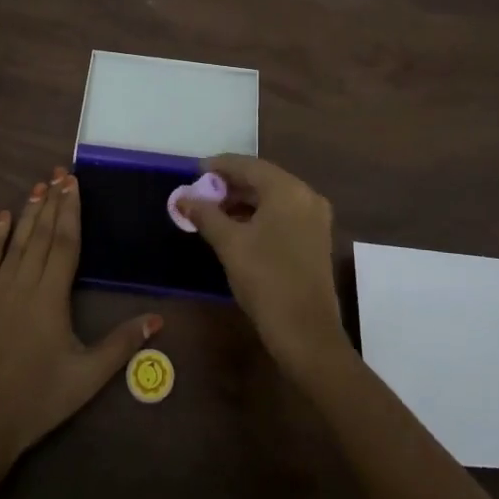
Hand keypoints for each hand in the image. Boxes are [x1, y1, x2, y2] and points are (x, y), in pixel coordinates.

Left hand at [0, 167, 161, 465]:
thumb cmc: (37, 402)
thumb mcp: (87, 378)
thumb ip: (121, 344)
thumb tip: (158, 318)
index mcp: (52, 297)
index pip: (65, 243)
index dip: (71, 211)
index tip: (73, 183)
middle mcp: (23, 284)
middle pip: (42, 235)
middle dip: (53, 202)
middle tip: (60, 173)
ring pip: (17, 242)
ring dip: (29, 213)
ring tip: (39, 186)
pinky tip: (2, 218)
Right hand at [173, 155, 350, 378]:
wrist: (306, 333)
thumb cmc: (266, 280)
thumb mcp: (229, 244)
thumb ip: (205, 215)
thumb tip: (182, 198)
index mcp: (287, 190)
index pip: (247, 165)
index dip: (218, 166)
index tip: (193, 171)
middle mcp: (306, 196)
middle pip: (262, 179)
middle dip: (230, 184)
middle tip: (200, 193)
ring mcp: (315, 218)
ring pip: (273, 197)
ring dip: (243, 200)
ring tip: (213, 210)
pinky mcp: (315, 238)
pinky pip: (283, 213)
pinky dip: (259, 214)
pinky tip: (237, 227)